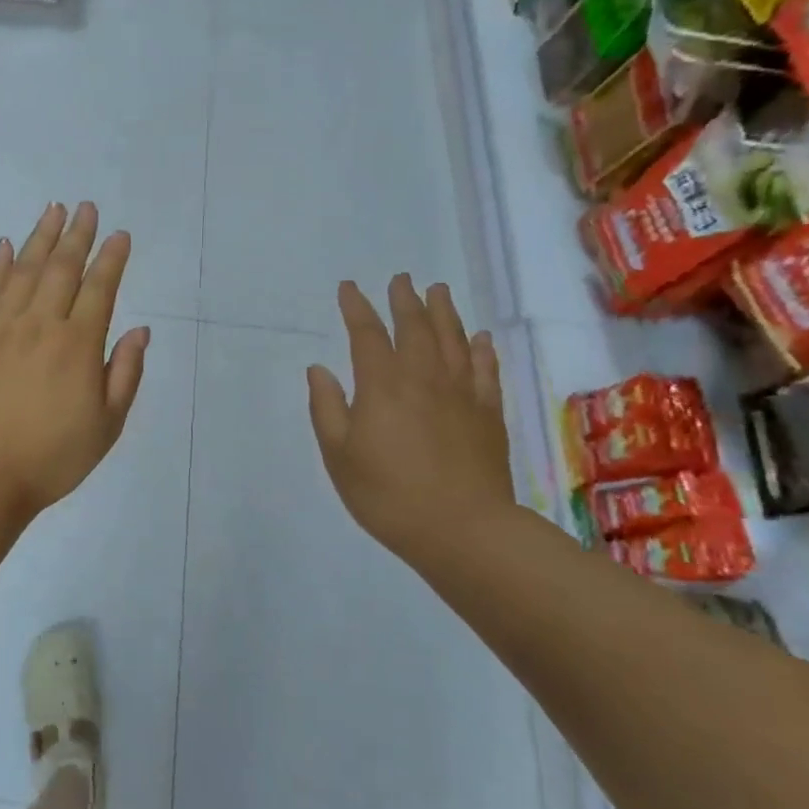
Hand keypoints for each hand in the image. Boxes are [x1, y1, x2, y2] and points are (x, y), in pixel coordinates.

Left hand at [0, 202, 149, 519]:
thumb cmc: (53, 456)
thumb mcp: (107, 425)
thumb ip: (125, 373)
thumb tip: (140, 331)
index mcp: (78, 345)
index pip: (99, 288)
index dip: (111, 258)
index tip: (119, 235)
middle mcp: (40, 324)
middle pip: (61, 269)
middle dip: (77, 235)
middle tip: (86, 207)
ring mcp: (1, 327)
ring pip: (23, 270)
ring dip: (40, 237)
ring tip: (53, 210)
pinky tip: (4, 245)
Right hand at [307, 277, 513, 566]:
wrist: (462, 529)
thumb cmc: (387, 494)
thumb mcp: (339, 456)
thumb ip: (328, 408)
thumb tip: (319, 369)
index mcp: (382, 385)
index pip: (366, 335)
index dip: (356, 308)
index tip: (348, 287)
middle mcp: (423, 377)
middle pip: (415, 327)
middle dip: (404, 300)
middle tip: (401, 279)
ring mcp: (461, 393)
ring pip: (452, 340)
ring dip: (443, 312)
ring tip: (437, 291)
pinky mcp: (488, 413)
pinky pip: (485, 370)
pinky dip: (481, 349)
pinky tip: (479, 338)